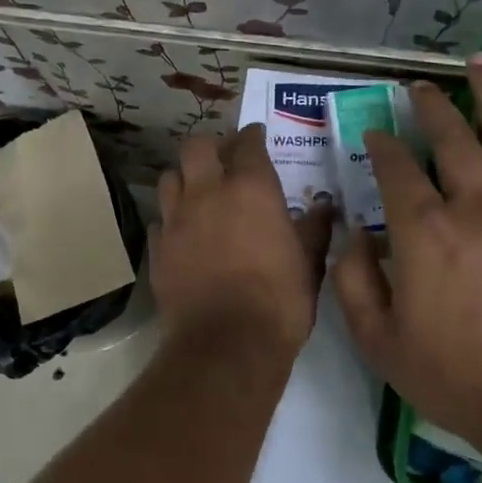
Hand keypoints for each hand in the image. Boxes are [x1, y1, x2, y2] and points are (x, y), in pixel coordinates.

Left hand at [154, 125, 332, 359]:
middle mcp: (208, 193)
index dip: (252, 137)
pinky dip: (171, 220)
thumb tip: (324, 207)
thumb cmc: (279, 301)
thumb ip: (314, 229)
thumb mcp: (309, 264)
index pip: (248, 143)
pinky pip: (160, 220)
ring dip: (185, 179)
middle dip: (210, 147)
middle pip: (196, 147)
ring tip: (198, 193)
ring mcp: (176, 219)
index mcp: (252, 189)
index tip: (257, 139)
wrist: (227, 345)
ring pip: (170, 178)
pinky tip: (182, 234)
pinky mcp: (157, 248)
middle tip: (223, 159)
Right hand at [334, 57, 481, 453]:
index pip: (397, 170)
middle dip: (431, 107)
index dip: (383, 145)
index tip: (376, 132)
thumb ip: (353, 284)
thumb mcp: (379, 342)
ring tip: (480, 63)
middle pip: (452, 141)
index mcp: (423, 233)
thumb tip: (349, 239)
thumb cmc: (455, 377)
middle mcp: (475, 207)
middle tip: (420, 87)